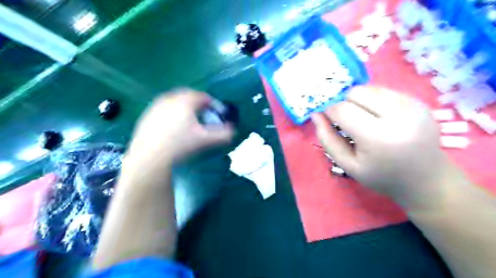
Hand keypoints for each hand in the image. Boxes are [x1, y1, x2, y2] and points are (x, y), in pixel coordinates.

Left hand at [126, 91, 234, 168]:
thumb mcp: (206, 140)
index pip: (204, 97)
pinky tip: (172, 128)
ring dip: (184, 108)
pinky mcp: (146, 116)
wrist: (150, 157)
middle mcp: (169, 98)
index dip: (214, 104)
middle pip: (188, 96)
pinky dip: (171, 114)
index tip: (218, 114)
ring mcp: (155, 106)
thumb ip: (223, 134)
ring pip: (174, 102)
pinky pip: (163, 110)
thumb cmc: (181, 145)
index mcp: (185, 101)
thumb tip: (233, 131)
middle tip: (204, 116)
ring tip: (189, 122)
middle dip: (198, 104)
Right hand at [313, 86, 456, 210]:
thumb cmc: (381, 176)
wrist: (426, 179)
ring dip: (359, 100)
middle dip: (344, 104)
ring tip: (364, 119)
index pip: (342, 110)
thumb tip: (315, 114)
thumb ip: (327, 139)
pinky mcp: (419, 101)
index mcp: (378, 137)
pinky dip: (373, 100)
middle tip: (348, 122)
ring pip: (369, 88)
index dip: (329, 112)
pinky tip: (379, 117)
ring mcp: (412, 105)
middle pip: (356, 92)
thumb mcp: (347, 164)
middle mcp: (398, 115)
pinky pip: (384, 90)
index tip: (329, 121)